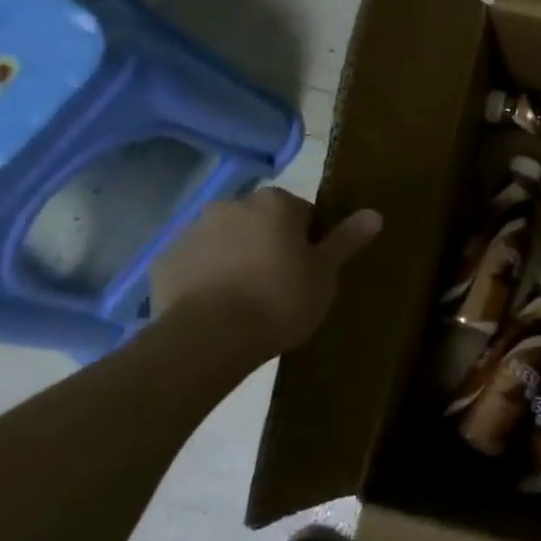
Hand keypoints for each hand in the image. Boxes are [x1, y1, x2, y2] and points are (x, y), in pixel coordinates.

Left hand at [152, 189, 381, 352]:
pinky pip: (195, 264)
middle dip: (270, 246)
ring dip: (237, 259)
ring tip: (245, 302)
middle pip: (261, 222)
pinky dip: (205, 278)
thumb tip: (375, 213)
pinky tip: (215, 309)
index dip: (309, 242)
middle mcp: (232, 204)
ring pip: (226, 241)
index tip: (309, 273)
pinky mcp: (165, 260)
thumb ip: (346, 240)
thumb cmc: (279, 300)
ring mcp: (193, 230)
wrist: (208, 338)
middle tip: (280, 287)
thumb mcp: (325, 274)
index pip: (302, 213)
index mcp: (275, 202)